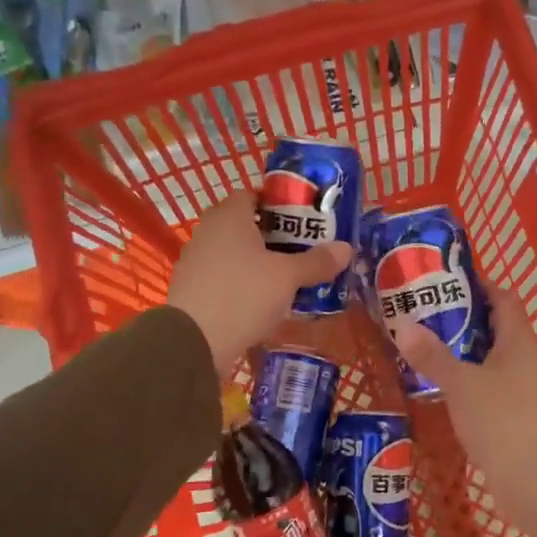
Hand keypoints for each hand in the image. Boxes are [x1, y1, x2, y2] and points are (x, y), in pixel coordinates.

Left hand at [167, 191, 350, 373]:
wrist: (194, 342)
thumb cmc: (244, 295)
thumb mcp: (288, 278)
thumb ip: (316, 261)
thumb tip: (345, 248)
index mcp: (229, 217)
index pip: (252, 195)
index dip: (277, 204)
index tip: (301, 221)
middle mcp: (208, 232)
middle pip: (244, 225)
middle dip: (272, 236)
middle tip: (301, 251)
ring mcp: (195, 262)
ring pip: (233, 253)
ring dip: (257, 262)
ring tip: (286, 279)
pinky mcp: (191, 290)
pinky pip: (223, 278)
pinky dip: (242, 284)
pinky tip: (261, 302)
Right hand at [396, 286, 536, 536]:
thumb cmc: (503, 421)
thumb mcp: (461, 384)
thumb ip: (432, 355)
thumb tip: (402, 322)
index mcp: (519, 341)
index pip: (503, 298)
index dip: (478, 284)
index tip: (443, 280)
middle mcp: (525, 360)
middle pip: (495, 328)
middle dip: (461, 318)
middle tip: (421, 313)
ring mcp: (523, 390)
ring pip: (490, 360)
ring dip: (461, 353)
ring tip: (422, 346)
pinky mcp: (516, 418)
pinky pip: (489, 388)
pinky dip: (466, 382)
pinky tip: (440, 389)